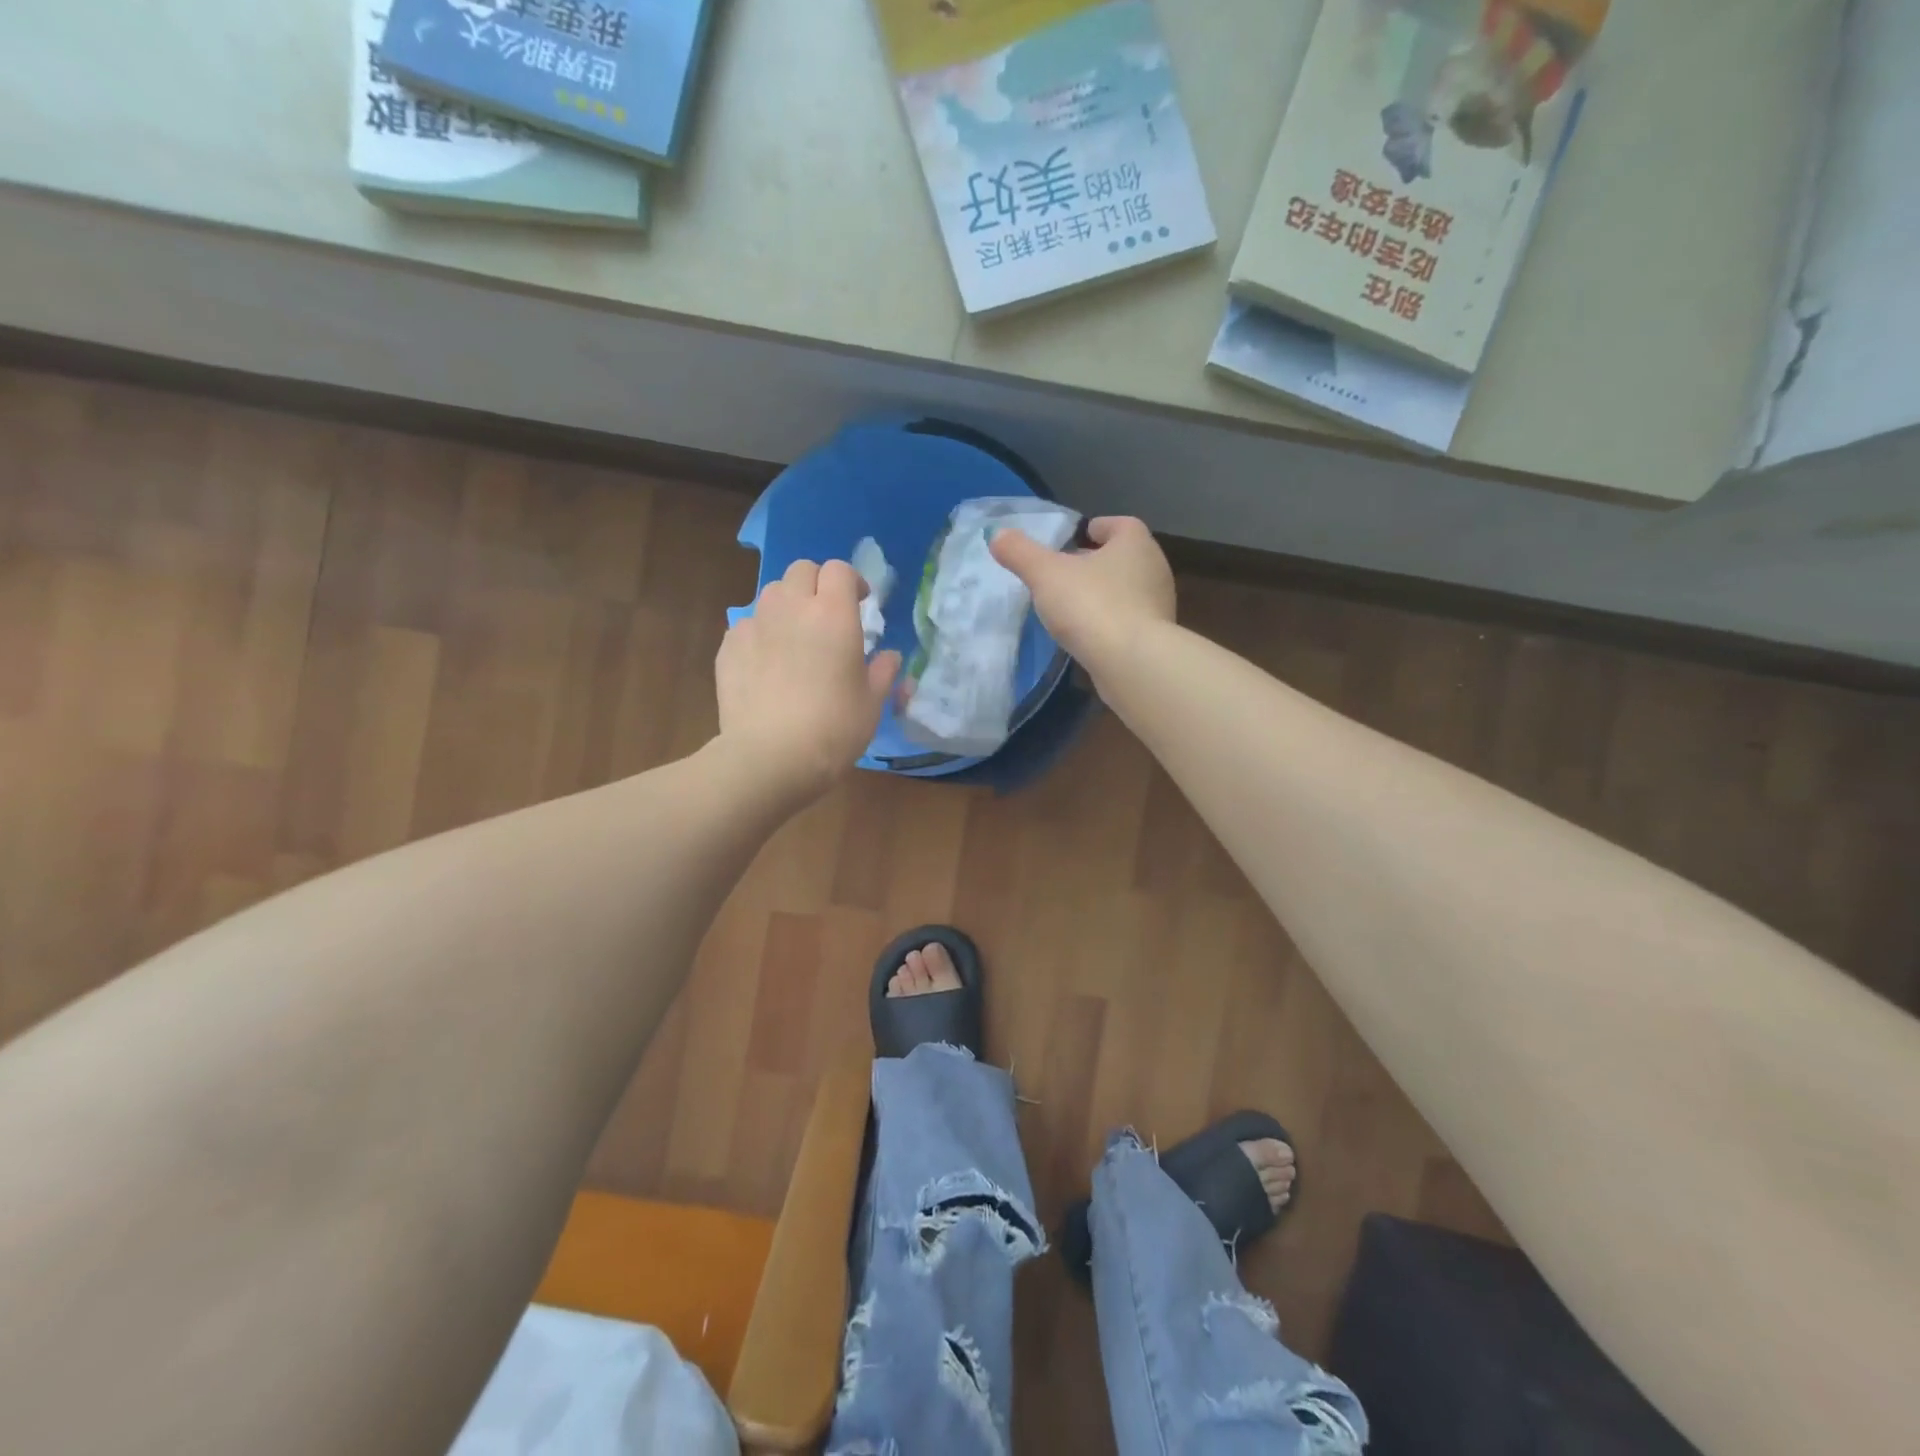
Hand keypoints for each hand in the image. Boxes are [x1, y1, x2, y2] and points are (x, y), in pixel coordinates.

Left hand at [714, 559, 901, 803]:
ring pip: (771, 594)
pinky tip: (766, 665)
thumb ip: (883, 672)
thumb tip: (890, 657)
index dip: (851, 581)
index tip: (861, 603)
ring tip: (795, 636)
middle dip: (817, 584)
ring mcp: (754, 625)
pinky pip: (747, 626)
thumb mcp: (872, 703)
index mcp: (833, 614)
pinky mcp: (728, 647)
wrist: (769, 757)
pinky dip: (760, 634)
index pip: (840, 570)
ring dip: (787, 604)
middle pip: (801, 570)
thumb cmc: (833, 728)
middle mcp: (791, 607)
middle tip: (827, 615)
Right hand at [990, 516, 1175, 679]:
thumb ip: (1020, 553)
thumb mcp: (1045, 574)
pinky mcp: (1155, 637)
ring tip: (1073, 604)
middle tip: (1067, 570)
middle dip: (1097, 561)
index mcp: (1135, 543)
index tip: (1079, 535)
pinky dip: (1111, 620)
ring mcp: (1159, 605)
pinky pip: (1129, 619)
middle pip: (1123, 557)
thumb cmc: (1091, 605)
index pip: (1120, 525)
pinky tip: (1089, 633)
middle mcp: (1154, 568)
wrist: (1131, 663)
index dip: (1099, 527)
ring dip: (1104, 592)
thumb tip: (996, 534)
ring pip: (1127, 589)